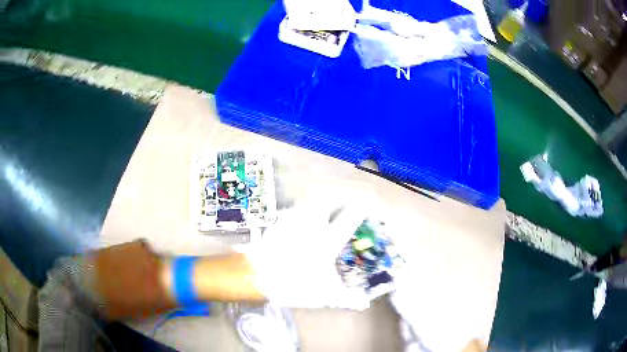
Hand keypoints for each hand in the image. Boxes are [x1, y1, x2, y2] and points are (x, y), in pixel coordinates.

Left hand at [235, 194, 374, 309]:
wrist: (256, 275)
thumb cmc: (294, 284)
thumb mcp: (325, 294)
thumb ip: (347, 298)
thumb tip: (365, 303)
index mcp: (328, 239)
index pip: (351, 216)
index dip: (363, 208)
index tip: (368, 207)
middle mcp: (313, 224)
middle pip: (330, 200)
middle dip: (340, 200)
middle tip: (345, 206)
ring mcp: (294, 220)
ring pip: (311, 201)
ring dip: (321, 202)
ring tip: (326, 209)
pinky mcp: (278, 222)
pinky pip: (294, 209)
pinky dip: (302, 209)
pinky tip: (302, 218)